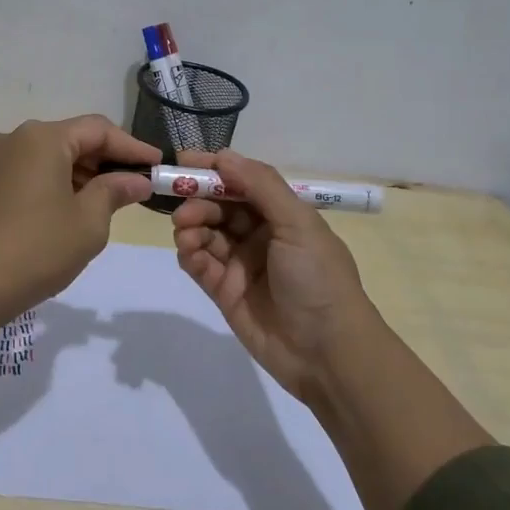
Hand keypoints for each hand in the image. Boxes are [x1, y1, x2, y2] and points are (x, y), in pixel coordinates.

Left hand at [0, 115, 157, 312]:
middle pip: (73, 138)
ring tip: (113, 196)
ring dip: (83, 171)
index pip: (98, 130)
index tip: (158, 164)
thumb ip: (116, 191)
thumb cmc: (39, 248)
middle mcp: (17, 138)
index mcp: (43, 138)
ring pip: (52, 154)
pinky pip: (32, 169)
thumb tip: (137, 180)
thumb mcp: (89, 221)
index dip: (132, 146)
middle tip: (138, 182)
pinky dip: (59, 180)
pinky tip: (77, 203)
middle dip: (107, 159)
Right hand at [171, 149, 374, 401]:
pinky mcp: (225, 292)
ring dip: (191, 225)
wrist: (329, 353)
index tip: (183, 160)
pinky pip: (199, 264)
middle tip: (181, 203)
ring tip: (185, 230)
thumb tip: (223, 155)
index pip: (242, 181)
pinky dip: (190, 253)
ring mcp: (241, 264)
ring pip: (205, 232)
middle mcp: (260, 234)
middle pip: (219, 205)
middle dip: (198, 199)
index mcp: (282, 214)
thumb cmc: (318, 279)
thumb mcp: (298, 224)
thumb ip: (260, 186)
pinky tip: (189, 251)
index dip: (215, 169)